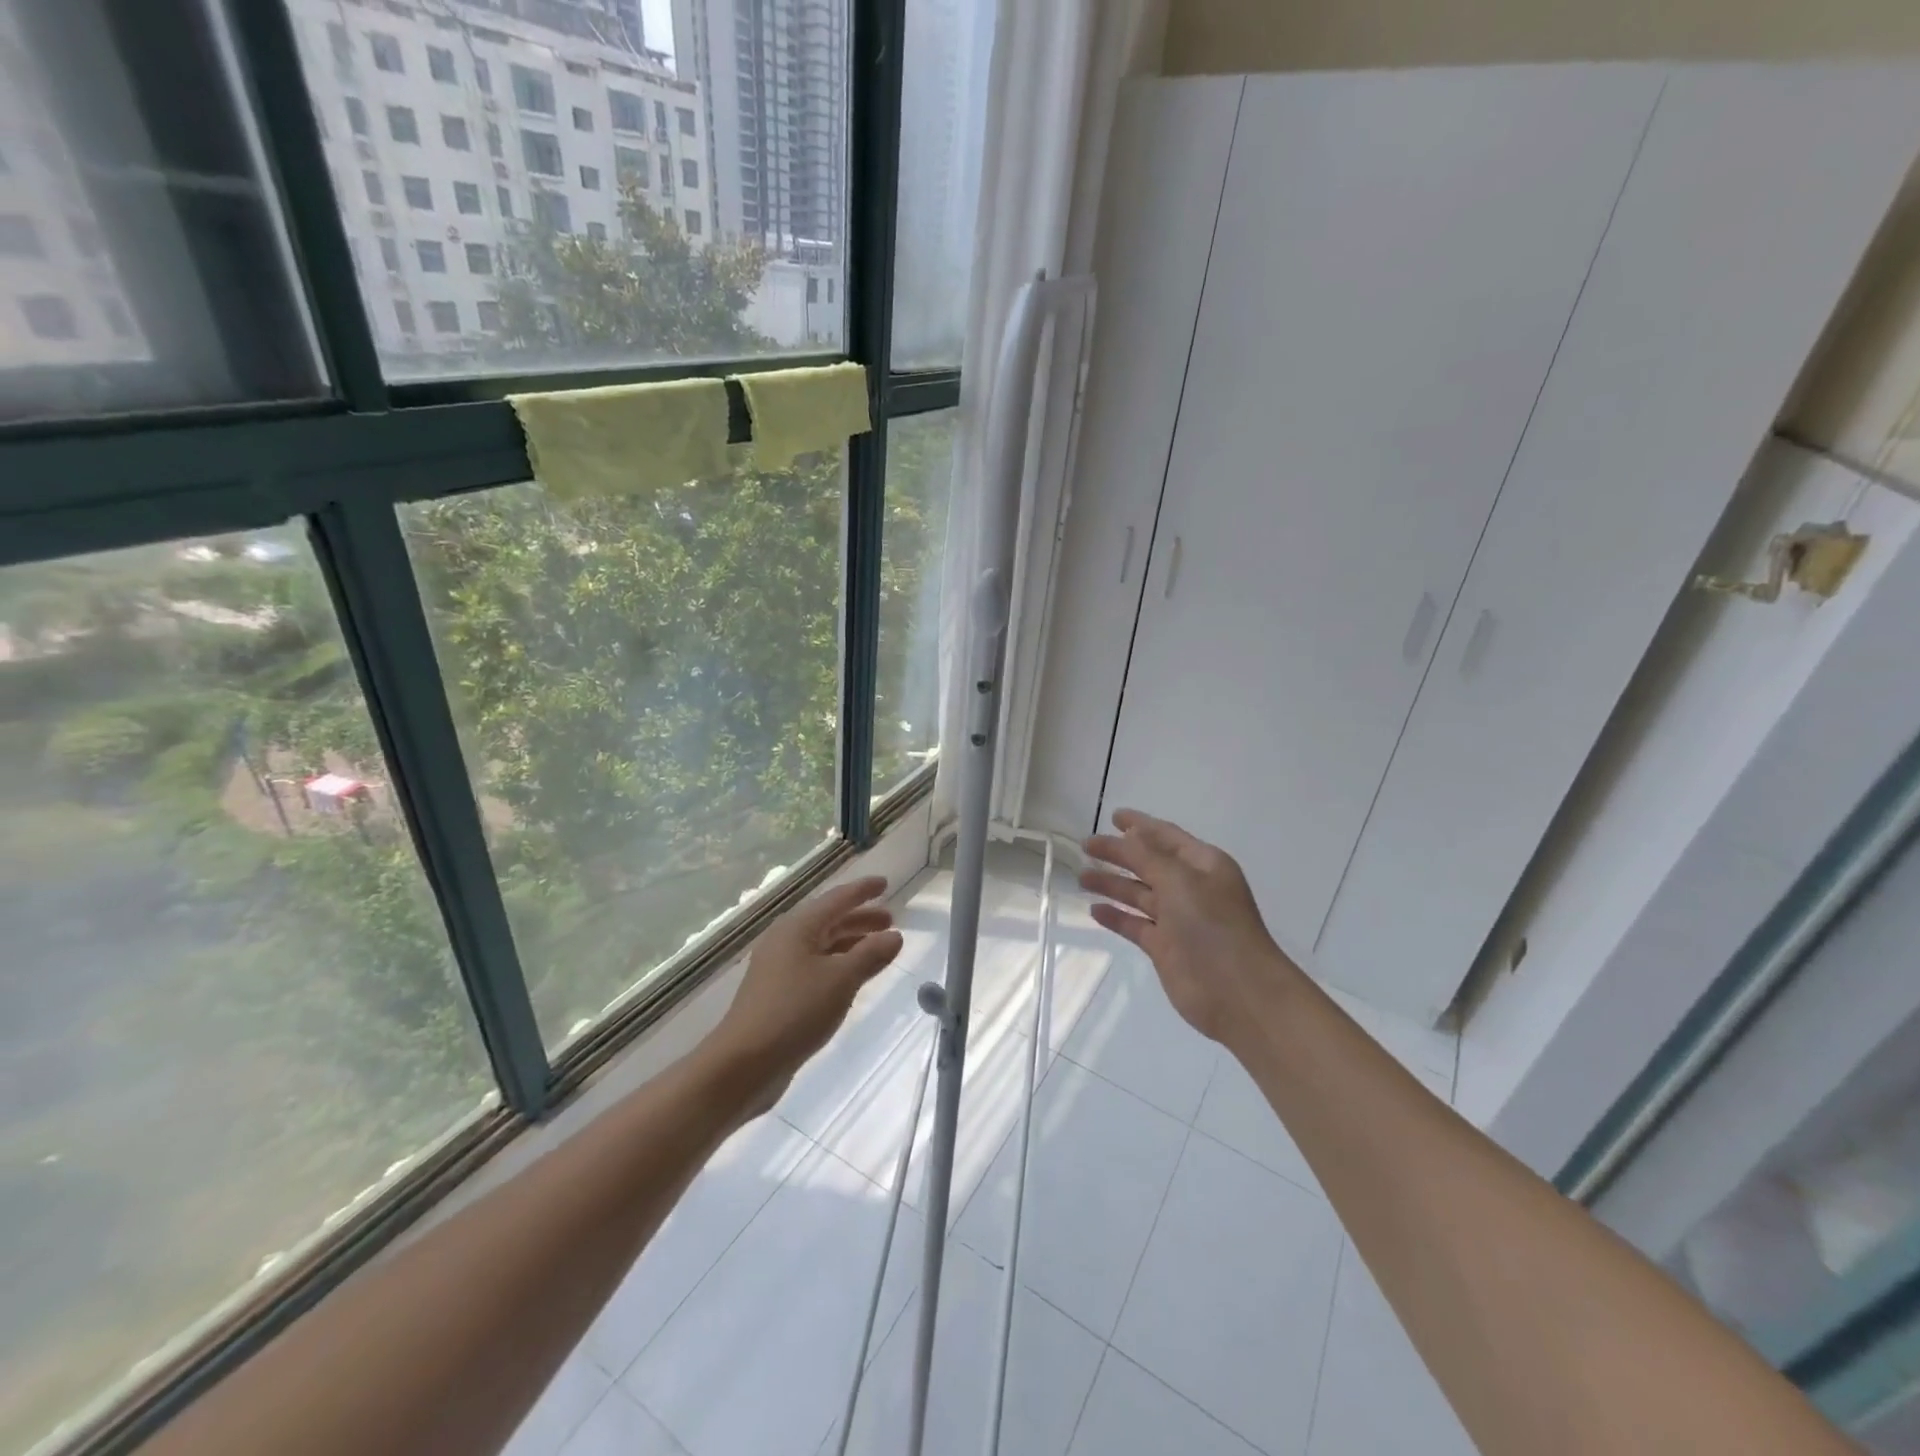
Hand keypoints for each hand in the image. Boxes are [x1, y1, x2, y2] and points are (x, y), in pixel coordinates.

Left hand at [704, 876, 904, 1111]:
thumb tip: (895, 936)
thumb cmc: (795, 1011)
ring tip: (879, 948)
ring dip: (851, 942)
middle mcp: (786, 940)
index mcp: (798, 927)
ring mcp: (779, 967)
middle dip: (860, 918)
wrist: (744, 1063)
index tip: (885, 883)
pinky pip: (815, 966)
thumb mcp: (841, 980)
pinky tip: (853, 978)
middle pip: (829, 920)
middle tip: (890, 920)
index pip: (837, 899)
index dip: (862, 890)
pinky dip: (838, 964)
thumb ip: (870, 955)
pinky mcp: (778, 993)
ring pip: (822, 944)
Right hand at [1081, 810, 1302, 1045]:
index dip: (1140, 825)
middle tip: (1086, 846)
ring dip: (1113, 884)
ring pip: (1139, 894)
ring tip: (1082, 877)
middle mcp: (1191, 888)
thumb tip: (1129, 834)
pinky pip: (1135, 924)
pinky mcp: (1165, 947)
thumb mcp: (1179, 881)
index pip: (1166, 836)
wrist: (1238, 992)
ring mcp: (1178, 919)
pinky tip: (1095, 910)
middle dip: (1119, 854)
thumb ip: (1148, 856)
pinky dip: (1116, 916)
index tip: (1112, 816)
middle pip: (1148, 863)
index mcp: (1203, 864)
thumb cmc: (1213, 926)